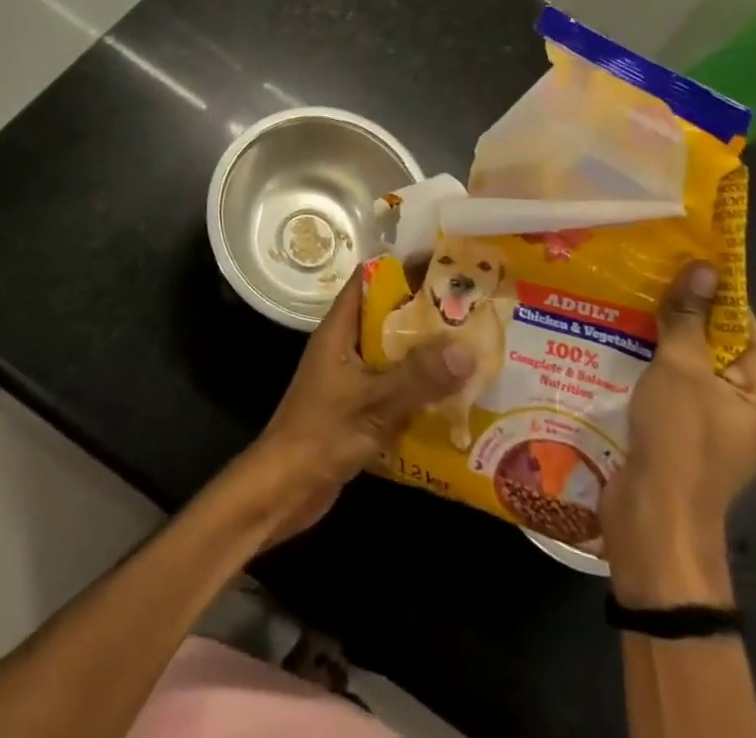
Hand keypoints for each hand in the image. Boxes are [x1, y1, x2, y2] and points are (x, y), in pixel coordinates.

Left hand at [234, 276, 474, 544]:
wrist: (282, 492)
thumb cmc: (320, 435)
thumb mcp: (373, 403)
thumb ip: (418, 376)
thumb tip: (466, 348)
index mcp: (339, 329)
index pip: (370, 279)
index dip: (403, 267)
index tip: (444, 264)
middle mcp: (345, 346)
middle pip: (388, 316)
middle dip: (425, 312)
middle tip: (471, 308)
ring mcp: (350, 378)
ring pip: (393, 353)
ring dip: (426, 352)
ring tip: (472, 346)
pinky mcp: (358, 408)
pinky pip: (394, 386)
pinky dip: (419, 387)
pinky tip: (453, 396)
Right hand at [601, 261, 755, 607]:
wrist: (654, 520)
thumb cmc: (680, 439)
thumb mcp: (682, 368)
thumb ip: (689, 317)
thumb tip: (704, 267)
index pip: (744, 327)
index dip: (714, 292)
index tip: (681, 257)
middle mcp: (747, 409)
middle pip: (715, 345)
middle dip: (681, 312)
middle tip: (644, 273)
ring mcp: (714, 425)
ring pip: (688, 365)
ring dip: (659, 336)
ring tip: (624, 298)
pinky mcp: (683, 435)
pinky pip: (670, 386)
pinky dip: (649, 364)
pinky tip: (617, 340)